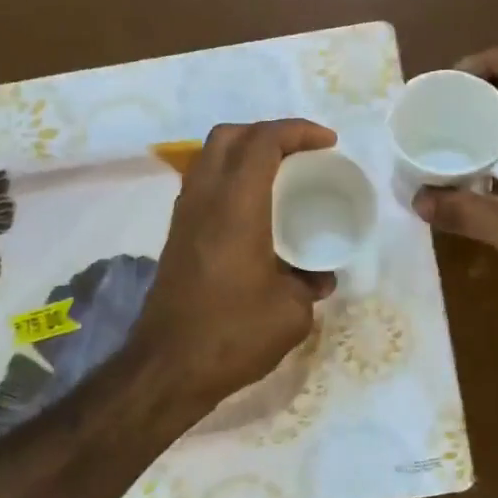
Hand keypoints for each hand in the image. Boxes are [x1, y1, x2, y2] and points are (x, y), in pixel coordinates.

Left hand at [132, 119, 337, 407]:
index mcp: (236, 205)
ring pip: (209, 156)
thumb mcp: (291, 314)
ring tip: (279, 174)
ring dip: (245, 152)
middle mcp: (205, 198)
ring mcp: (184, 215)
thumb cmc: (233, 335)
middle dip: (268, 132)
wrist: (168, 367)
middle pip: (229, 135)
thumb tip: (317, 277)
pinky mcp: (176, 234)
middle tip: (301, 152)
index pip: (263, 141)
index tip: (328, 143)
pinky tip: (254, 209)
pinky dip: (230, 177)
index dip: (298, 131)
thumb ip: (309, 284)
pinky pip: (203, 183)